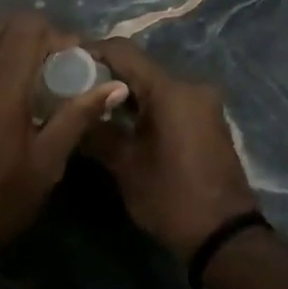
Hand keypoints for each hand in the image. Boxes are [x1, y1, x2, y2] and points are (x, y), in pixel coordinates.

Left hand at [0, 12, 127, 272]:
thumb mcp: (46, 165)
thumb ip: (77, 117)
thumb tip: (115, 86)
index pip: (26, 27)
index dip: (55, 34)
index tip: (72, 59)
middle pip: (1, 24)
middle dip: (32, 34)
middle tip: (53, 64)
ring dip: (10, 49)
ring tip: (30, 82)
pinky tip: (3, 97)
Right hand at [82, 37, 260, 263]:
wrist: (225, 237)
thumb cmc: (171, 198)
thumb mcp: (124, 166)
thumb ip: (96, 131)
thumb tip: (69, 112)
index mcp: (171, 91)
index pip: (123, 52)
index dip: (90, 51)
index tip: (63, 61)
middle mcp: (190, 87)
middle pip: (138, 67)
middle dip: (103, 75)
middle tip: (70, 88)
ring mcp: (202, 103)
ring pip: (152, 84)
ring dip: (123, 92)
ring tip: (88, 106)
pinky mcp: (206, 120)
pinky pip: (167, 101)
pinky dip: (142, 105)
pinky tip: (118, 122)